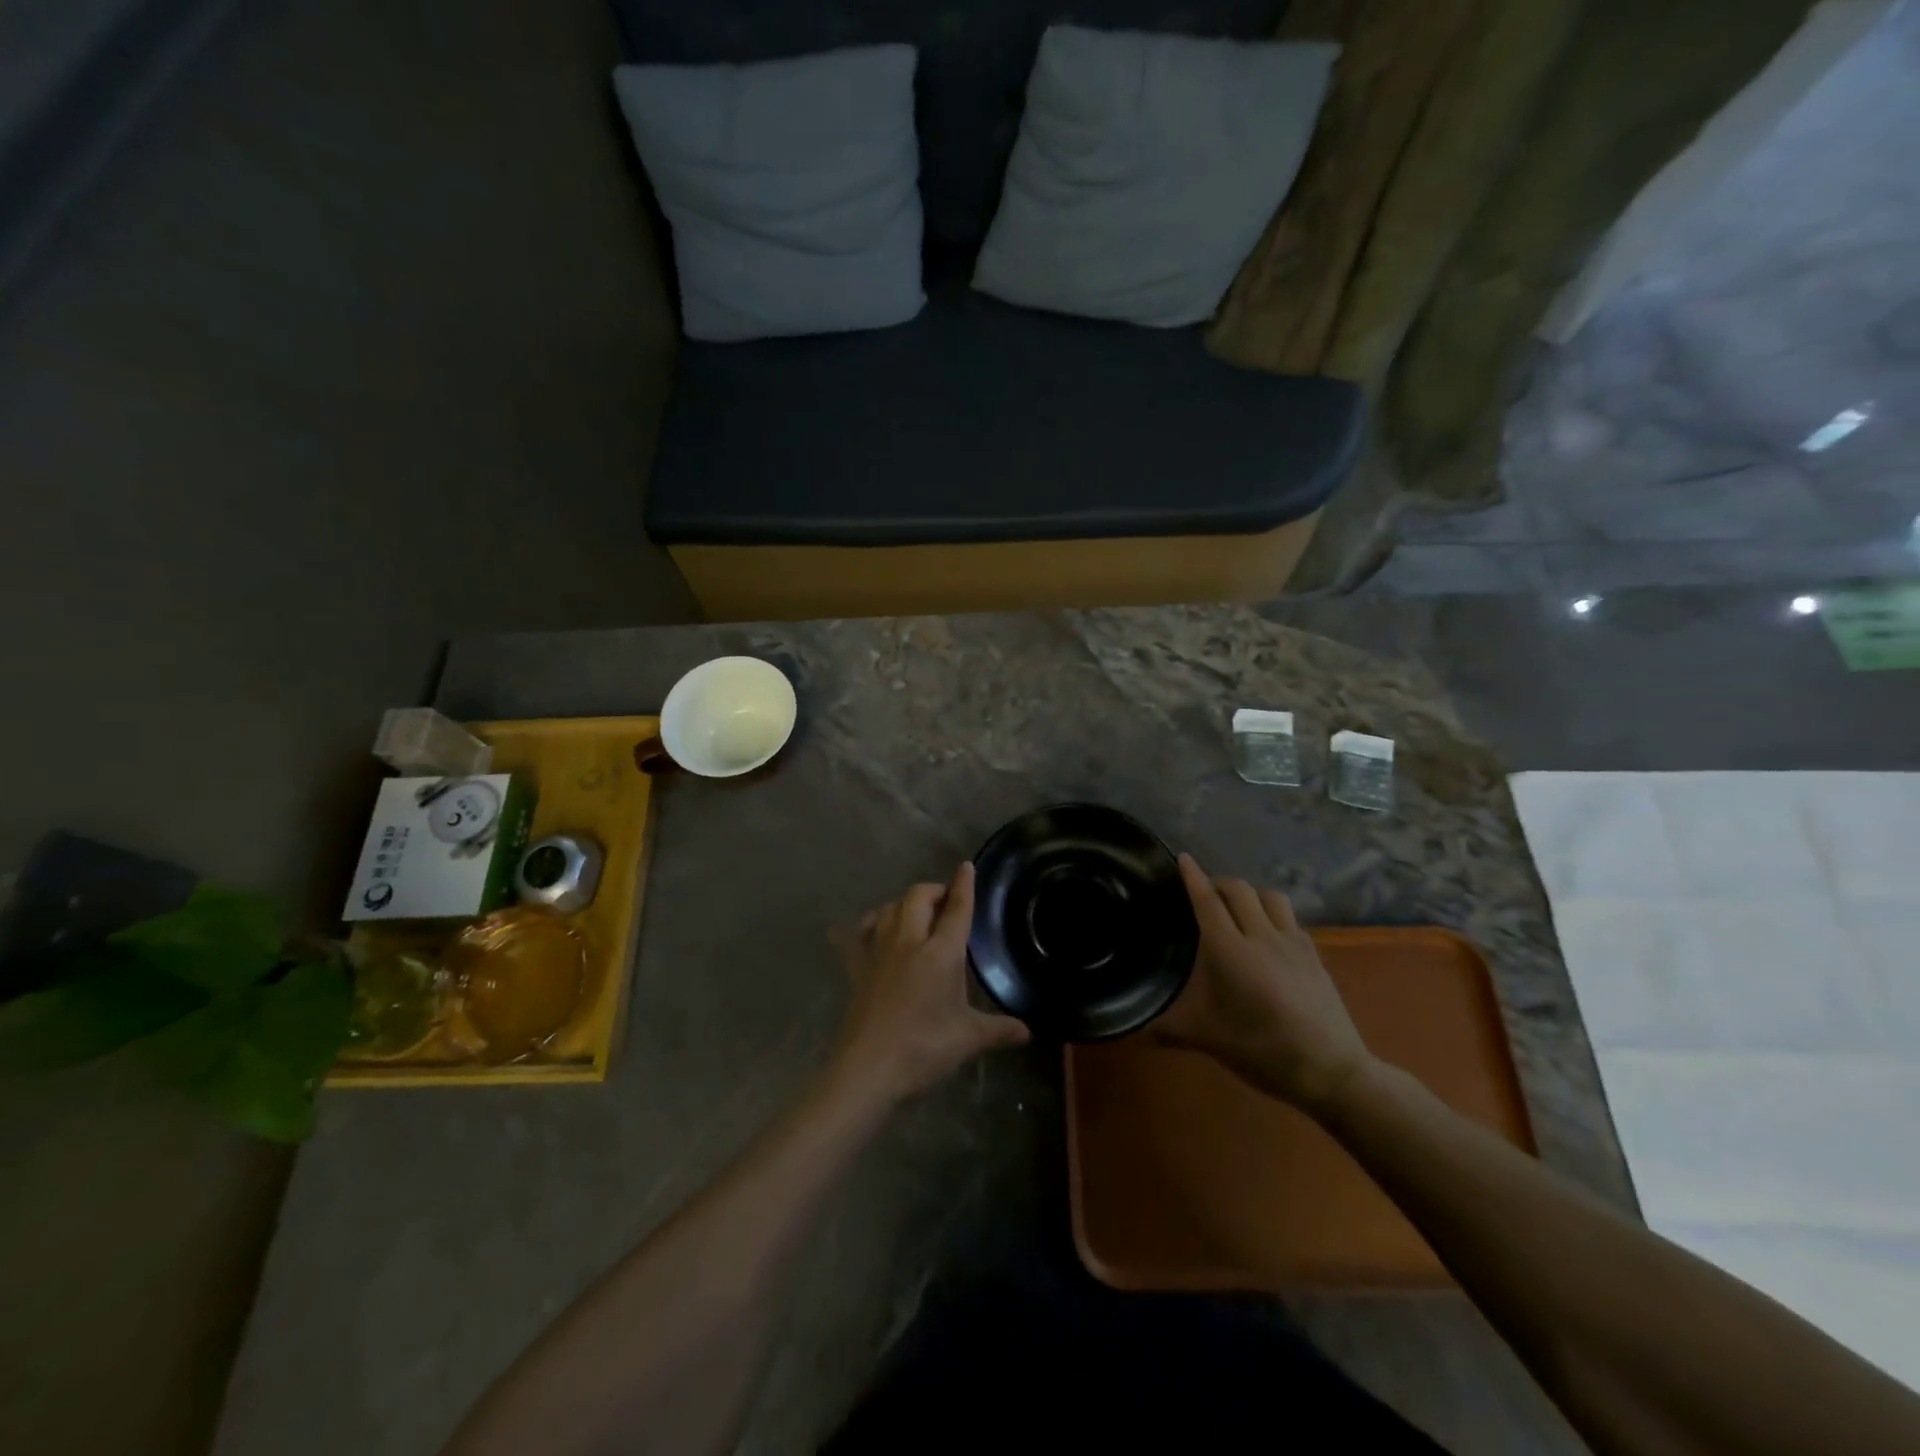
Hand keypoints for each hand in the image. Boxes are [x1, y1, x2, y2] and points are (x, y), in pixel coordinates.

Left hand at [829, 863, 1029, 1106]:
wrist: (868, 1069)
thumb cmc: (923, 1049)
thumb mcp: (968, 1039)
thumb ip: (999, 1030)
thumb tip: (1027, 1032)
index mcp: (940, 953)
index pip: (956, 909)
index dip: (964, 886)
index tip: (966, 867)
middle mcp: (908, 941)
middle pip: (918, 897)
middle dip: (934, 891)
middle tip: (946, 902)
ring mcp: (877, 951)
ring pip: (889, 908)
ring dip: (904, 903)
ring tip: (916, 914)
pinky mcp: (856, 967)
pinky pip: (857, 934)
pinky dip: (867, 924)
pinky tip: (871, 928)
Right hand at [1152, 854, 1375, 1115]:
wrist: (1329, 1068)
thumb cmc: (1260, 1048)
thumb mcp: (1206, 1039)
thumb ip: (1167, 1029)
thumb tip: (1134, 1032)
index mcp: (1228, 949)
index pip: (1207, 901)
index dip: (1193, 877)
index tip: (1183, 858)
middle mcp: (1260, 935)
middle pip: (1240, 890)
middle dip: (1219, 883)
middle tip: (1204, 893)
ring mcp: (1293, 942)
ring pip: (1270, 896)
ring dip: (1250, 893)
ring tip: (1239, 907)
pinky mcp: (1314, 955)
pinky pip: (1291, 918)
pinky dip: (1274, 914)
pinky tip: (1270, 934)